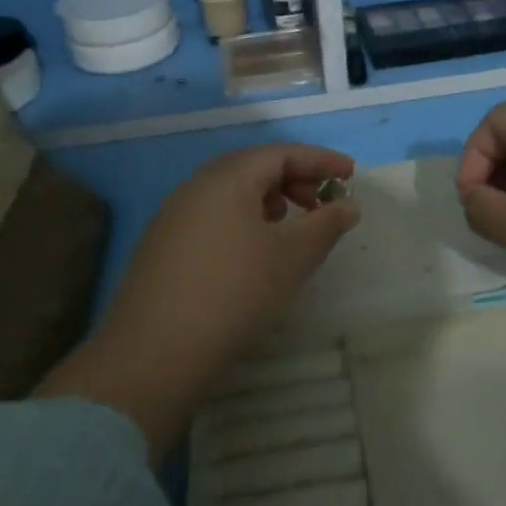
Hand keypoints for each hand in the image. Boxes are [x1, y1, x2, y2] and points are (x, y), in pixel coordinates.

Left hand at [38, 144, 359, 456]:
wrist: (154, 352)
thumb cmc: (234, 292)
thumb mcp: (292, 257)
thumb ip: (326, 225)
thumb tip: (347, 205)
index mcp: (227, 178)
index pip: (281, 153)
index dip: (320, 160)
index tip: (351, 174)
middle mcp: (196, 186)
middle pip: (254, 167)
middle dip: (295, 179)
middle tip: (323, 203)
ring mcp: (174, 215)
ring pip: (232, 192)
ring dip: (269, 200)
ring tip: (291, 226)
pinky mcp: (163, 245)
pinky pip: (214, 215)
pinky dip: (244, 219)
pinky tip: (253, 251)